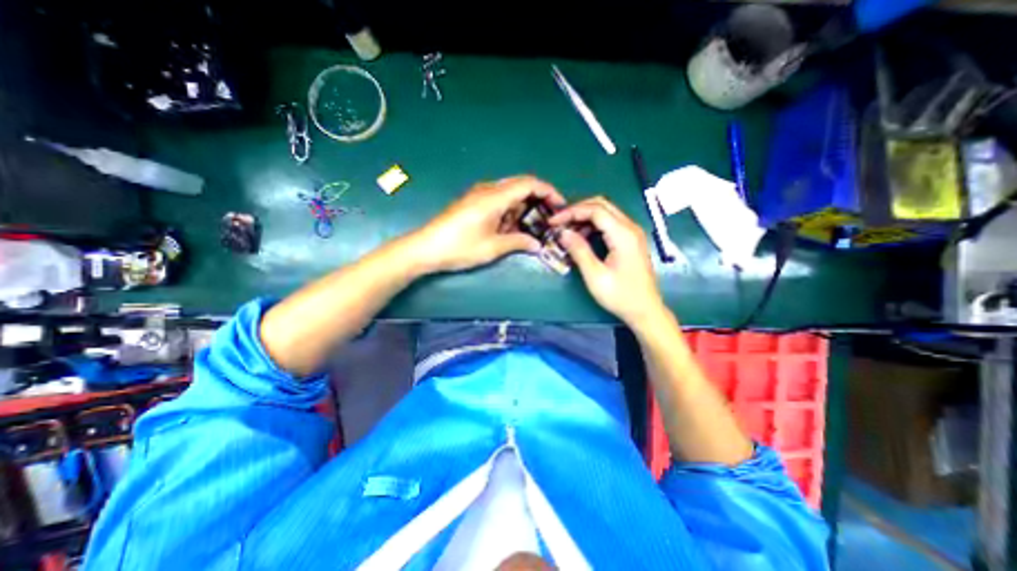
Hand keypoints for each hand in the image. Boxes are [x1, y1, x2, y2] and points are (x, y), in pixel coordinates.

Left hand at [407, 176, 564, 274]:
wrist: (426, 248)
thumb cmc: (460, 247)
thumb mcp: (493, 248)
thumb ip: (518, 242)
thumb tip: (537, 244)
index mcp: (495, 197)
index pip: (529, 184)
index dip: (549, 192)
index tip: (560, 206)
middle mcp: (488, 190)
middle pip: (521, 185)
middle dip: (539, 199)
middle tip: (549, 217)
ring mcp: (479, 195)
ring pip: (510, 193)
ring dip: (524, 206)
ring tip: (532, 226)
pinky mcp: (473, 202)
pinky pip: (499, 200)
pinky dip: (511, 210)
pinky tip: (512, 226)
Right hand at [548, 198, 669, 327]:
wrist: (645, 310)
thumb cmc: (620, 296)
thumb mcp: (595, 276)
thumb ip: (579, 251)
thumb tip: (563, 233)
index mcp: (623, 235)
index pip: (595, 210)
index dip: (571, 212)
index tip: (553, 222)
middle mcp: (630, 228)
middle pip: (601, 204)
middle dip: (577, 210)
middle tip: (559, 222)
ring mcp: (632, 233)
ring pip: (606, 212)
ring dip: (585, 217)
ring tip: (567, 231)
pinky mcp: (630, 240)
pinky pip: (610, 223)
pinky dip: (593, 225)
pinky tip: (582, 238)